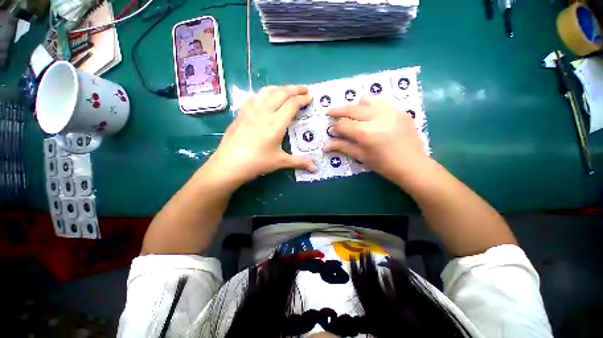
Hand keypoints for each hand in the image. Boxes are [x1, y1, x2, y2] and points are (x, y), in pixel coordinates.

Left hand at [206, 85, 315, 185]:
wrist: (229, 164)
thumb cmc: (257, 162)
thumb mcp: (280, 162)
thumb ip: (299, 162)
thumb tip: (315, 168)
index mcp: (276, 123)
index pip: (292, 104)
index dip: (302, 99)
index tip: (310, 97)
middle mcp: (264, 112)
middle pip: (281, 93)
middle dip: (295, 89)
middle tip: (304, 89)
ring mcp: (251, 110)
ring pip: (268, 91)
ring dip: (280, 88)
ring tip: (288, 90)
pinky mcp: (241, 112)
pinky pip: (255, 96)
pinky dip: (265, 93)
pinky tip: (266, 97)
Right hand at [324, 96, 429, 184]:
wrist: (413, 165)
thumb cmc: (384, 165)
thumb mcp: (362, 156)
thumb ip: (343, 147)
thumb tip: (325, 146)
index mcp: (367, 133)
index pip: (344, 124)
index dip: (335, 127)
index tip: (331, 130)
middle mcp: (378, 117)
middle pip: (352, 109)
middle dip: (338, 111)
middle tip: (330, 112)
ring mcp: (391, 111)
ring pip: (367, 99)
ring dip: (355, 104)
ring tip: (351, 112)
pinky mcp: (400, 110)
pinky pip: (381, 102)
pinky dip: (370, 105)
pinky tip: (368, 114)